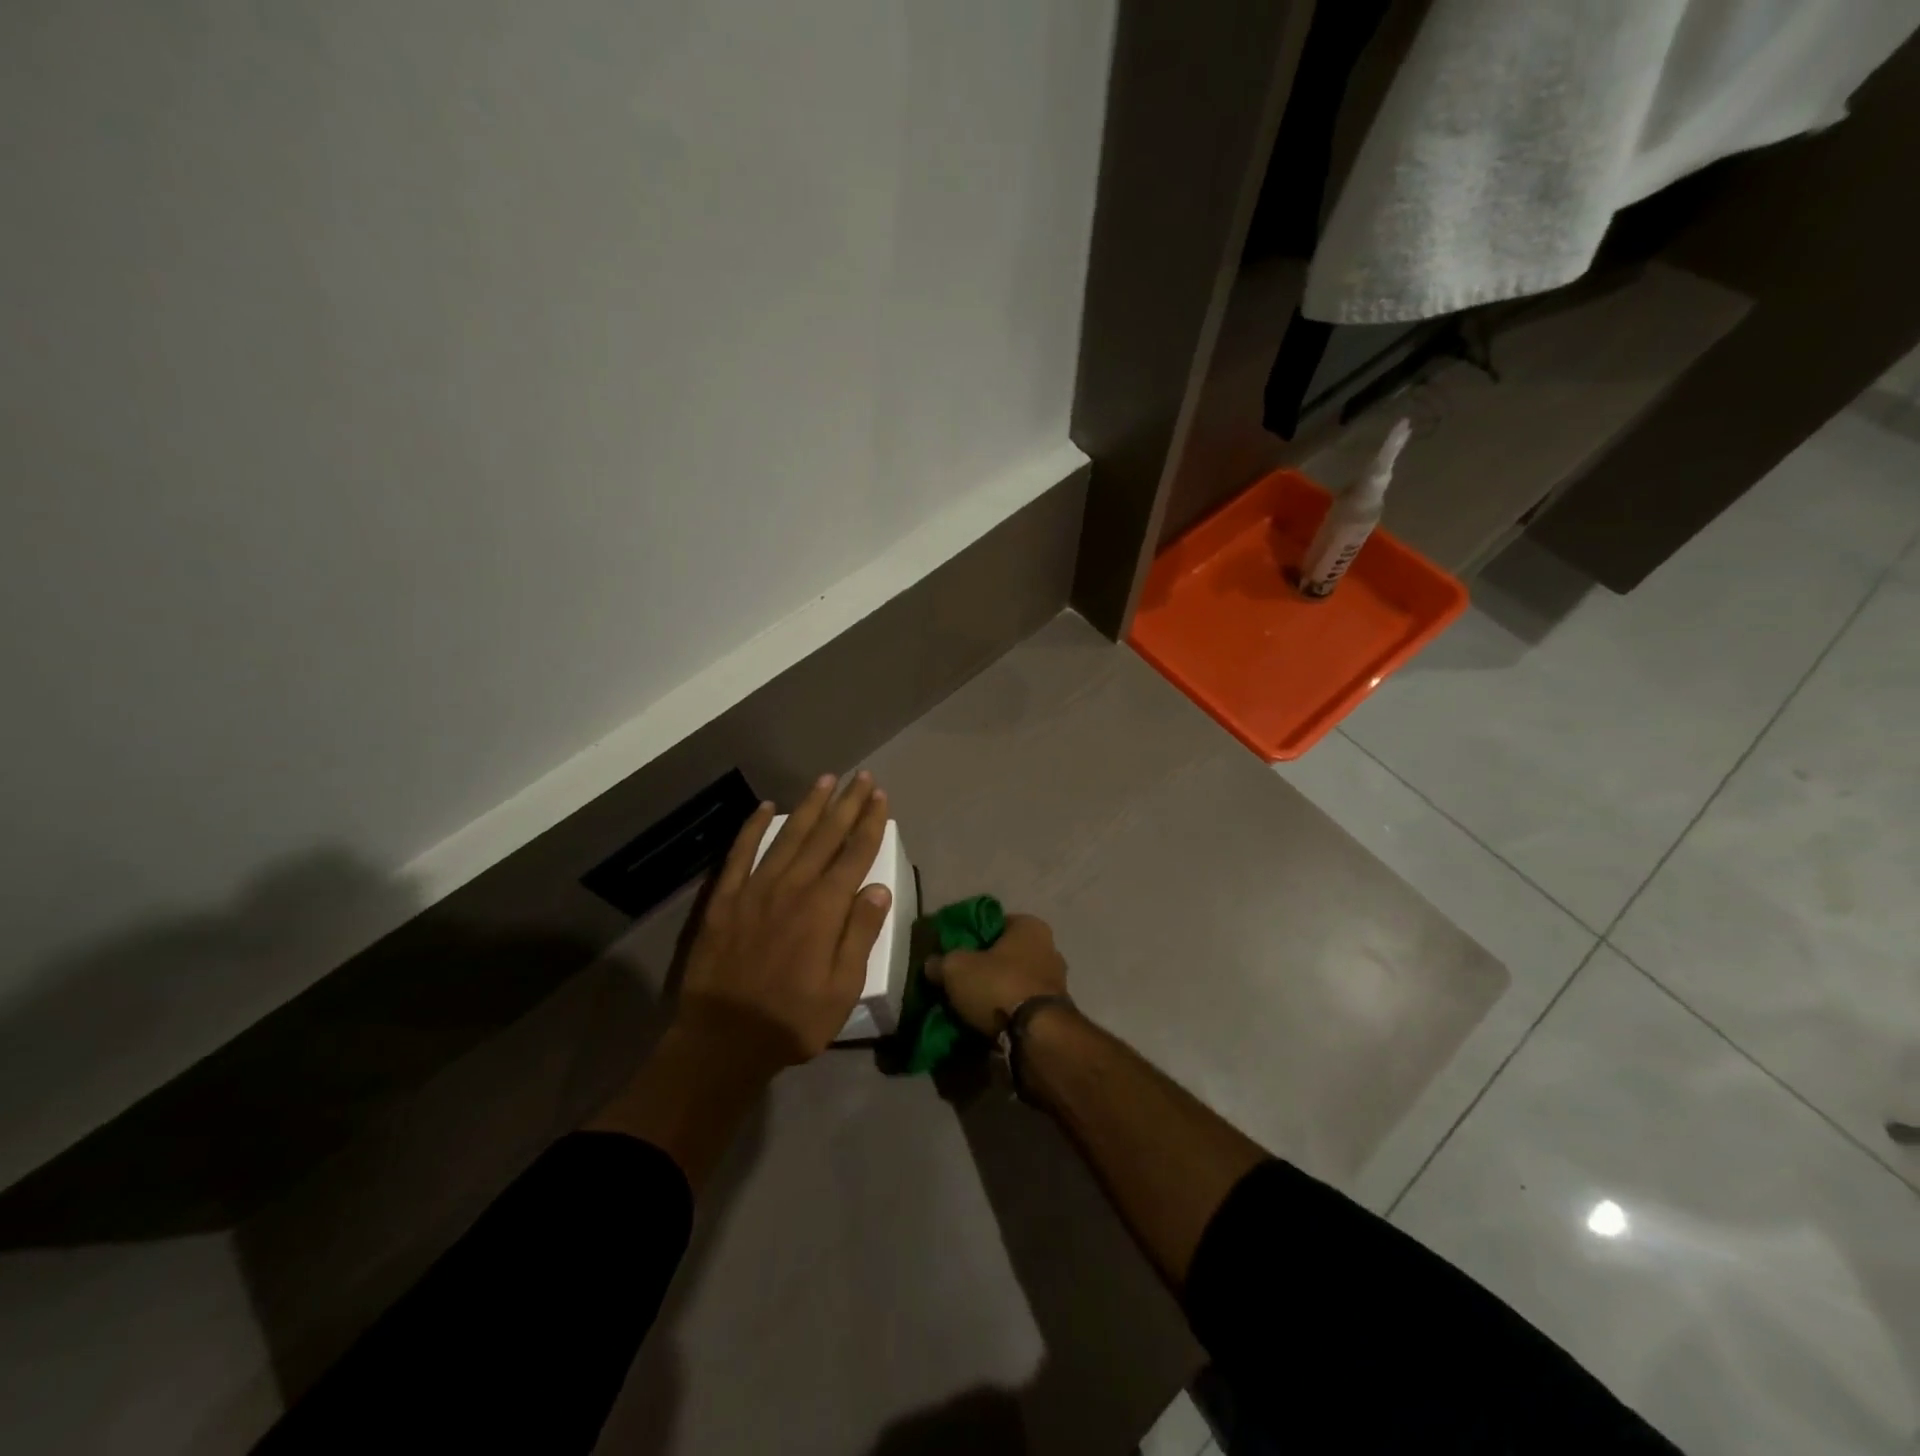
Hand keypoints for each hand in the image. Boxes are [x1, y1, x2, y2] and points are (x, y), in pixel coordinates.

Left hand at [675, 771, 892, 1069]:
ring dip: (809, 806)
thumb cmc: (791, 1020)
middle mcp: (793, 887)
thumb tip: (879, 888)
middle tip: (862, 777)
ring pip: (788, 836)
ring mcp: (755, 889)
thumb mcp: (842, 989)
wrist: (722, 1040)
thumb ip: (860, 934)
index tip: (880, 798)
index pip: (855, 854)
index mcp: (824, 908)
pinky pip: (741, 852)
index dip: (870, 823)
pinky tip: (766, 808)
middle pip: (825, 835)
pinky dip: (754, 827)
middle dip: (847, 804)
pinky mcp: (725, 898)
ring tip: (826, 780)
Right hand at [929, 912, 1067, 1034]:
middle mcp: (1049, 948)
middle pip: (1006, 954)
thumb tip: (932, 964)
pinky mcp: (1056, 1013)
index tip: (953, 951)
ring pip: (1015, 981)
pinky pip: (1023, 1006)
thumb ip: (941, 962)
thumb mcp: (956, 968)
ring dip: (996, 992)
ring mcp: (1057, 982)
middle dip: (984, 967)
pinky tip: (988, 1022)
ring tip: (970, 1006)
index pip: (995, 923)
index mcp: (1030, 927)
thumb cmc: (998, 986)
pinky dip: (1007, 1012)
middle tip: (959, 981)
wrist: (1036, 1036)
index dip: (972, 935)